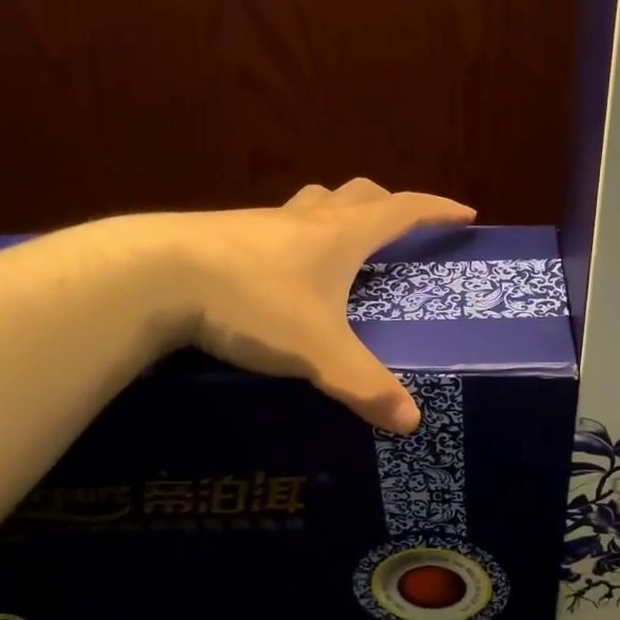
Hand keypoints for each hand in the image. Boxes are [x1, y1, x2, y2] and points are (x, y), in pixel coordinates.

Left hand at [168, 179, 475, 433]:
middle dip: (386, 208)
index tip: (465, 213)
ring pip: (311, 207)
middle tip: (399, 231)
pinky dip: (293, 242)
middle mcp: (304, 220)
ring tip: (340, 249)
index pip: (401, 210)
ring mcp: (260, 224)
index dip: (436, 210)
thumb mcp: (318, 351)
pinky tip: (280, 275)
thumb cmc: (252, 302)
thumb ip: (365, 386)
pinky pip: (273, 230)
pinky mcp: (223, 238)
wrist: (154, 275)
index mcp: (340, 236)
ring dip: (335, 218)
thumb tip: (411, 422)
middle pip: (357, 197)